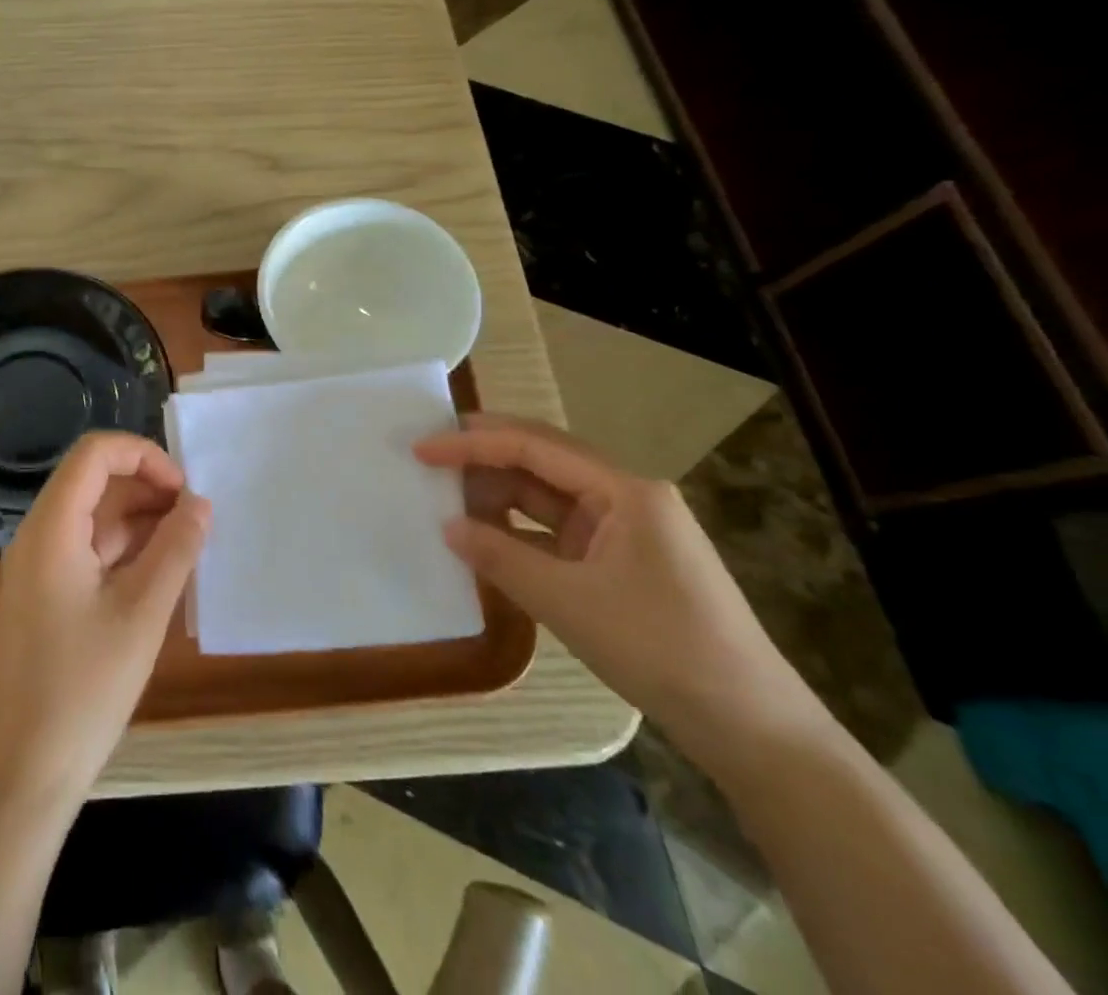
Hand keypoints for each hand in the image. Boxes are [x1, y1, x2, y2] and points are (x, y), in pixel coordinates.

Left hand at [0, 432, 210, 798]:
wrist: (26, 771)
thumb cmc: (84, 688)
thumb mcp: (143, 613)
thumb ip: (176, 549)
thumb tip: (200, 504)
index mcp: (51, 528)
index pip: (94, 454)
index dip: (143, 456)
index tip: (184, 490)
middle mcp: (38, 535)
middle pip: (94, 481)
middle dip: (147, 487)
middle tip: (196, 518)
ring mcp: (39, 566)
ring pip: (95, 516)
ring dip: (141, 519)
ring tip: (189, 544)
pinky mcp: (46, 594)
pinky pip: (90, 549)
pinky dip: (127, 549)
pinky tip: (163, 571)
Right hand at [416, 414, 829, 767]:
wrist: (751, 729)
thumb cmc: (661, 650)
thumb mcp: (569, 602)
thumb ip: (501, 558)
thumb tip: (447, 526)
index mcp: (625, 491)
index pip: (534, 448)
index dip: (472, 443)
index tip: (422, 449)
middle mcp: (626, 498)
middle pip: (541, 461)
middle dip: (484, 457)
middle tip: (428, 457)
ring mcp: (625, 531)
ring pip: (547, 497)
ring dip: (499, 496)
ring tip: (447, 497)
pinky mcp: (621, 563)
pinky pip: (557, 533)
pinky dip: (518, 533)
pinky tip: (486, 540)